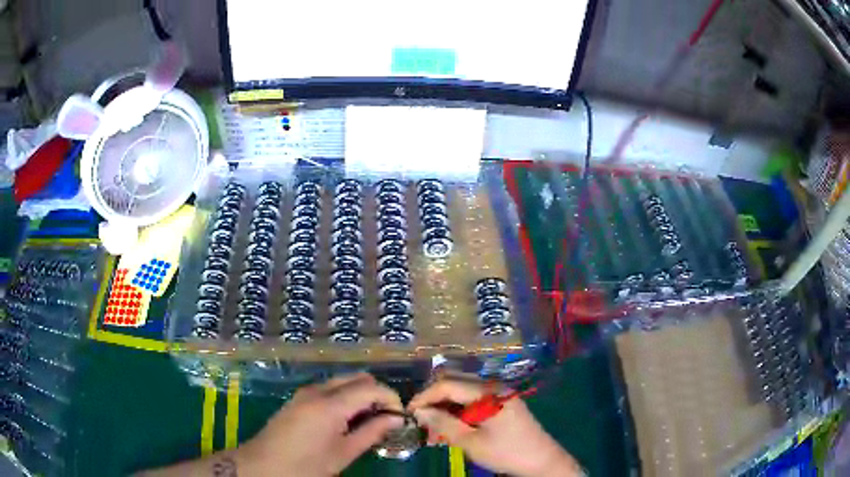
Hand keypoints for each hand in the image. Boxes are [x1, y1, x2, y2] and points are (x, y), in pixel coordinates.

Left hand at [236, 373, 403, 476]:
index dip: (391, 397)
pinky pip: (329, 389)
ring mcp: (305, 392)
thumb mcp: (343, 453)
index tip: (400, 416)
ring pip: (342, 381)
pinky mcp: (298, 398)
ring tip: (369, 420)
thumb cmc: (306, 464)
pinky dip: (345, 397)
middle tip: (386, 417)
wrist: (264, 464)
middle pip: (357, 377)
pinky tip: (347, 419)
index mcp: (330, 404)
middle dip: (376, 392)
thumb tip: (396, 419)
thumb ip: (371, 432)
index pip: (370, 387)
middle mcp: (318, 390)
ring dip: (360, 394)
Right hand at [408, 375, 582, 476]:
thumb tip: (418, 411)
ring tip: (432, 433)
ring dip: (445, 409)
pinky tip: (450, 430)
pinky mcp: (502, 404)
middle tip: (420, 423)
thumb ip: (443, 424)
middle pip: (455, 385)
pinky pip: (473, 402)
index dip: (424, 396)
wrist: (542, 461)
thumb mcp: (471, 442)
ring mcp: (499, 394)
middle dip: (434, 402)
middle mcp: (493, 386)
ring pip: (462, 394)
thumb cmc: (506, 453)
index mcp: (488, 392)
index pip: (448, 384)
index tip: (408, 413)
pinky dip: (458, 413)